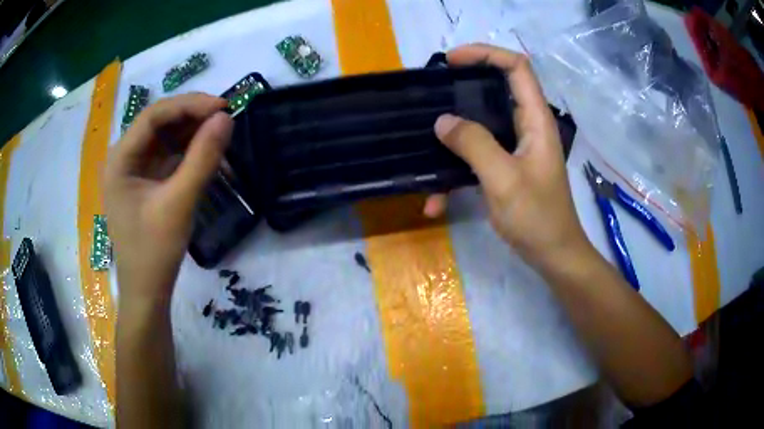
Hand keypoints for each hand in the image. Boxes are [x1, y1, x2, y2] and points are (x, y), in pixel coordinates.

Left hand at [104, 93, 232, 306]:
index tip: (223, 106)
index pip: (153, 116)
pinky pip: (168, 156)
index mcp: (120, 160)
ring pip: (165, 138)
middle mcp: (124, 158)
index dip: (188, 105)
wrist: (147, 292)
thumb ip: (202, 158)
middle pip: (159, 123)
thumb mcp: (179, 203)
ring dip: (193, 133)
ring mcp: (135, 170)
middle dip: (192, 117)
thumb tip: (226, 118)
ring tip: (221, 132)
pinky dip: (189, 152)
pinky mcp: (146, 182)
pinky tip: (208, 152)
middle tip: (225, 117)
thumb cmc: (154, 252)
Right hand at [426, 44, 591, 269]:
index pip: (517, 67)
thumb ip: (474, 145)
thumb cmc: (536, 218)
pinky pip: (477, 157)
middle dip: (462, 89)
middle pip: (496, 90)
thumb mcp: (504, 179)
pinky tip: (436, 201)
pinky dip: (456, 173)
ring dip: (454, 137)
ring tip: (424, 149)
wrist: (552, 256)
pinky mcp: (506, 167)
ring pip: (482, 125)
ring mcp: (516, 148)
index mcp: (536, 119)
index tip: (451, 61)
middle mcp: (527, 126)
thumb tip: (442, 121)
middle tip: (432, 95)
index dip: (486, 54)